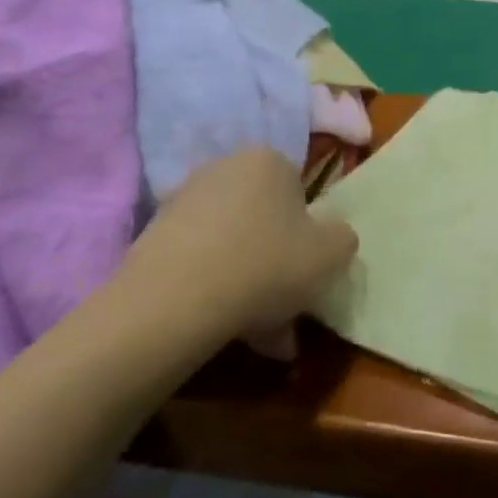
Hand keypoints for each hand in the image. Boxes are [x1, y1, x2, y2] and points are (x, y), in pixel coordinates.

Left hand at [131, 148, 357, 357]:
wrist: (174, 300)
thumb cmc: (267, 264)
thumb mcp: (332, 253)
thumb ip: (343, 238)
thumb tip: (334, 238)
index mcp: (268, 160)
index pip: (300, 191)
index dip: (310, 234)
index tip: (310, 271)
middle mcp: (224, 168)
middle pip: (264, 221)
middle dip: (279, 265)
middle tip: (290, 309)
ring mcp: (184, 202)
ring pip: (234, 246)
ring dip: (251, 285)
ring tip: (262, 337)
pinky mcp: (154, 237)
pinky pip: (201, 263)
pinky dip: (217, 291)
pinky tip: (228, 331)